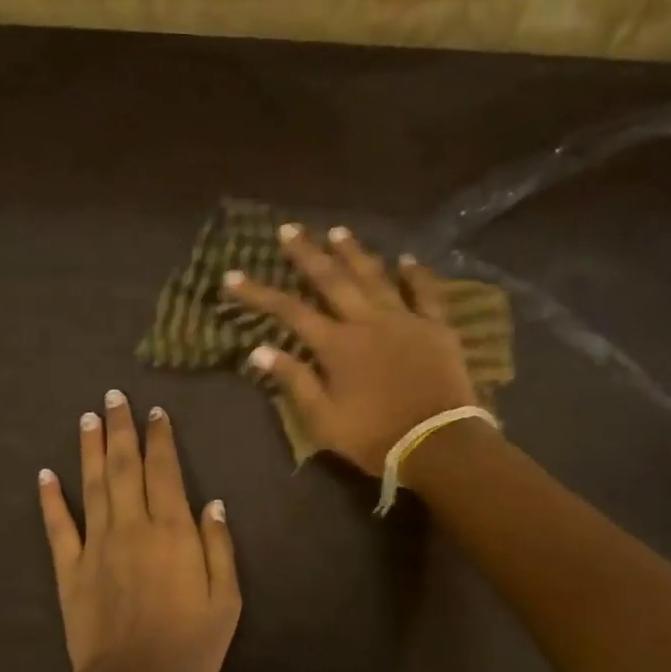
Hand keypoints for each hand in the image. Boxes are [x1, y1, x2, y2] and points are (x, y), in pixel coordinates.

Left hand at [38, 391, 241, 671]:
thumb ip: (219, 546)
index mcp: (173, 531)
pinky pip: (58, 527)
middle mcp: (133, 527)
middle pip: (125, 468)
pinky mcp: (70, 570)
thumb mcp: (226, 599)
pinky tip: (45, 474)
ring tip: (87, 417)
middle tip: (114, 397)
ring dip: (90, 449)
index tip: (155, 413)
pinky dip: (50, 499)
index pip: (165, 472)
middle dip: (121, 430)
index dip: (160, 440)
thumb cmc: (190, 644)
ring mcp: (96, 546)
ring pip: (92, 486)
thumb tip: (212, 503)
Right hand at [223, 223, 477, 474]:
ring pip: (375, 276)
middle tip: (289, 229)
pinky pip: (425, 293)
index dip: (258, 293)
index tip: (233, 276)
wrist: (438, 443)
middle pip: (332, 280)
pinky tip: (407, 258)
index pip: (289, 311)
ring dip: (354, 253)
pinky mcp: (436, 327)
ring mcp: (404, 319)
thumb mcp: (324, 420)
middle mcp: (367, 321)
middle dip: (307, 254)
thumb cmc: (375, 436)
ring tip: (337, 231)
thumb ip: (294, 381)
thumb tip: (259, 350)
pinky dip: (416, 274)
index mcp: (336, 345)